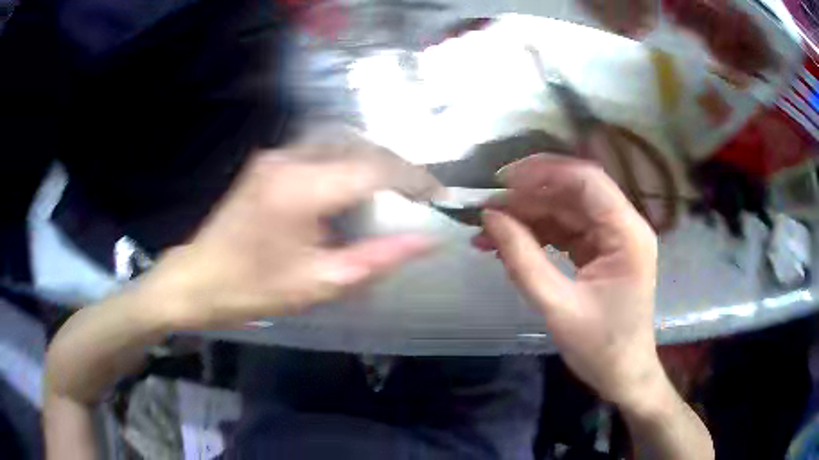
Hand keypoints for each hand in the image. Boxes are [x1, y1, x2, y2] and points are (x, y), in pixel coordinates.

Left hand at [141, 138, 441, 329]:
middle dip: (397, 168)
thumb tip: (427, 241)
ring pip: (342, 143)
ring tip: (393, 192)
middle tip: (418, 196)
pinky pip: (321, 150)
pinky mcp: (269, 161)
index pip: (375, 168)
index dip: (414, 178)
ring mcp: (276, 155)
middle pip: (361, 146)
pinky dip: (348, 163)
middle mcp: (290, 158)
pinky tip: (354, 189)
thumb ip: (378, 258)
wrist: (197, 279)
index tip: (439, 196)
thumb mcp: (320, 283)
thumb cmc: (253, 289)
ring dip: (373, 162)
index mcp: (301, 189)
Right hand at [472, 155, 663, 408]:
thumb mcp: (558, 307)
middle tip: (486, 210)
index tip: (501, 181)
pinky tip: (506, 247)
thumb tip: (489, 218)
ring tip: (487, 233)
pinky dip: (536, 235)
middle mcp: (624, 226)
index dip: (543, 172)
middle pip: (573, 192)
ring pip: (565, 211)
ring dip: (527, 217)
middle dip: (528, 197)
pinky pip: (565, 231)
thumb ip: (523, 259)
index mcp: (627, 233)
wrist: (623, 375)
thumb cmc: (600, 348)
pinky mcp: (600, 251)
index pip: (587, 180)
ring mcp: (612, 238)